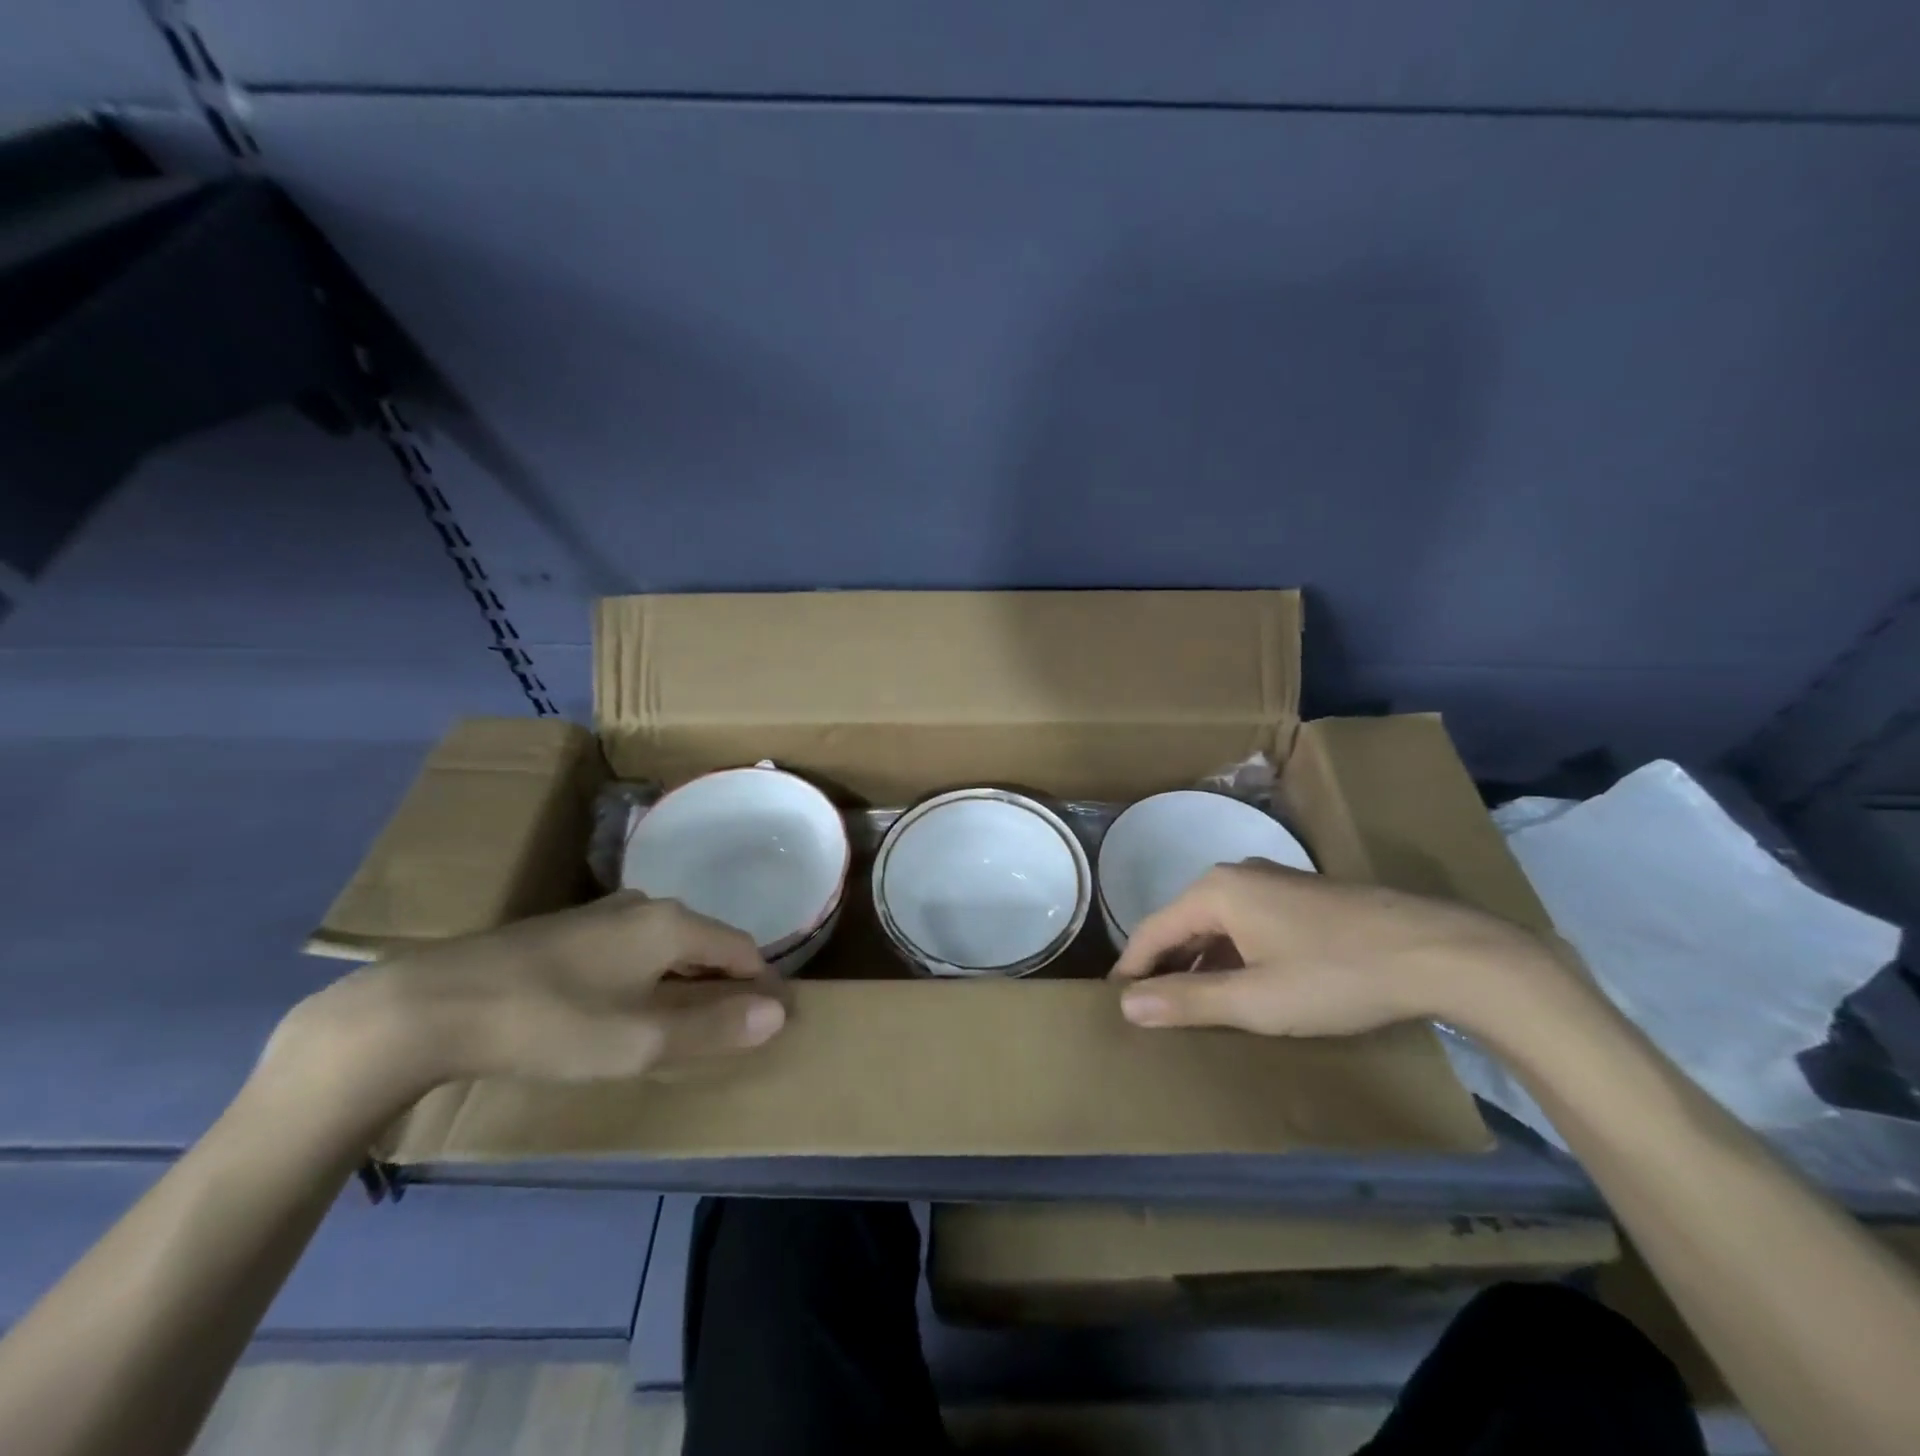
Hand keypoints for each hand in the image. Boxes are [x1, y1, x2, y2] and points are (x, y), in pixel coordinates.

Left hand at [275, 892, 787, 1091]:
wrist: (432, 1005)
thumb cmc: (551, 1023)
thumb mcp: (640, 1040)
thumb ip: (713, 1027)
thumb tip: (779, 1013)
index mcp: (672, 923)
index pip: (742, 948)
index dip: (761, 986)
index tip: (769, 1023)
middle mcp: (645, 906)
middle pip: (706, 942)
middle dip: (724, 984)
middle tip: (725, 1032)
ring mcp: (602, 914)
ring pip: (667, 945)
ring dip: (685, 980)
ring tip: (678, 1026)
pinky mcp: (567, 930)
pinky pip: (632, 949)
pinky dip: (647, 977)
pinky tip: (622, 1008)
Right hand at [1110, 860, 1554, 1036]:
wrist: (1439, 952)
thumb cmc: (1335, 976)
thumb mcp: (1255, 999)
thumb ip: (1187, 1000)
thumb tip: (1125, 1004)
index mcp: (1215, 891)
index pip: (1152, 930)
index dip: (1132, 969)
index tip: (1114, 1004)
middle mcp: (1237, 875)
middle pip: (1183, 923)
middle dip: (1165, 966)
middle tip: (1150, 1010)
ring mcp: (1274, 882)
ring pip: (1217, 924)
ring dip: (1200, 963)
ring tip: (1190, 1005)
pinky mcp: (1303, 897)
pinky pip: (1246, 924)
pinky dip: (1232, 955)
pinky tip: (1243, 986)